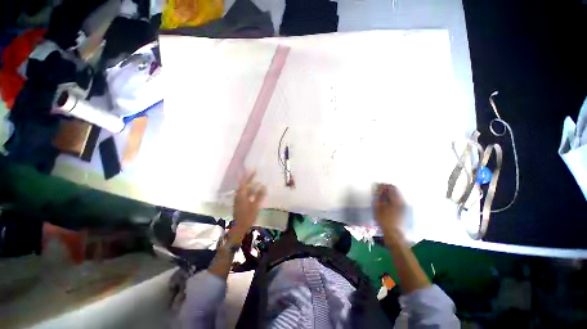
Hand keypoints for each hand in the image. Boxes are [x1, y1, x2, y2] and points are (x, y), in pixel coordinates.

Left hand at [232, 171, 265, 236]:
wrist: (239, 227)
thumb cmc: (247, 216)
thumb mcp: (255, 205)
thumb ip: (259, 195)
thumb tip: (263, 185)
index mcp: (241, 195)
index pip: (245, 182)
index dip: (249, 175)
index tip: (253, 169)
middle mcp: (239, 195)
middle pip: (244, 184)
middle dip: (248, 177)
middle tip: (254, 171)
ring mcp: (239, 199)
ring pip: (244, 189)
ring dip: (249, 183)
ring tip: (255, 179)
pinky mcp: (240, 203)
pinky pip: (245, 193)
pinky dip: (250, 190)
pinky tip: (254, 190)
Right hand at [373, 183, 405, 242]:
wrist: (394, 233)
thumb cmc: (384, 220)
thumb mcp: (378, 207)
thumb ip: (378, 196)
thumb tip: (377, 189)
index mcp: (396, 199)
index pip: (390, 187)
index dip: (383, 185)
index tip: (377, 186)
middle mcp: (402, 201)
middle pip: (395, 190)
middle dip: (387, 189)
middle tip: (379, 191)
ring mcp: (404, 206)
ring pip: (397, 195)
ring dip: (390, 194)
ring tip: (382, 197)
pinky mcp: (404, 211)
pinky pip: (398, 200)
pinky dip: (392, 199)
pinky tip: (387, 203)